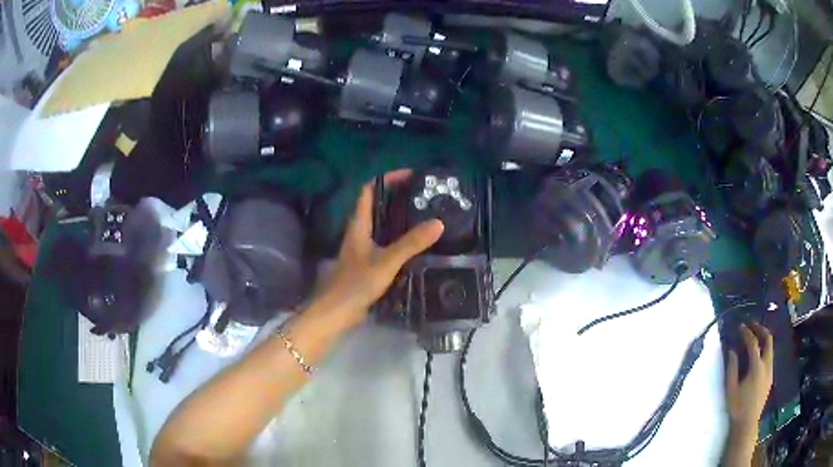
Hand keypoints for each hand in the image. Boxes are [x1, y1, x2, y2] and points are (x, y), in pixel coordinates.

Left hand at [307, 170, 443, 330]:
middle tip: (422, 196)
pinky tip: (413, 245)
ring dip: (397, 218)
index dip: (386, 179)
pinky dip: (397, 238)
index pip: (369, 191)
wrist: (336, 312)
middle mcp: (358, 232)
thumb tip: (438, 223)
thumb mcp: (387, 261)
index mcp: (358, 225)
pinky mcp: (365, 264)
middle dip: (396, 197)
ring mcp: (361, 249)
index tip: (409, 176)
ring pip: (379, 225)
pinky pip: (383, 243)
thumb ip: (411, 243)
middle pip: (375, 206)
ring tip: (422, 216)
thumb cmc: (356, 283)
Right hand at [725, 322, 773, 439]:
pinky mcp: (770, 376)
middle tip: (752, 325)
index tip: (740, 326)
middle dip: (760, 329)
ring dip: (763, 339)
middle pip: (768, 339)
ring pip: (770, 347)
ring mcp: (770, 370)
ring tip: (754, 337)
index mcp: (757, 367)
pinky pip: (770, 356)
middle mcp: (767, 365)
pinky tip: (757, 354)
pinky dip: (764, 349)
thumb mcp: (731, 389)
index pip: (753, 343)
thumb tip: (732, 350)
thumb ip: (732, 368)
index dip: (747, 332)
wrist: (747, 423)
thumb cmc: (737, 407)